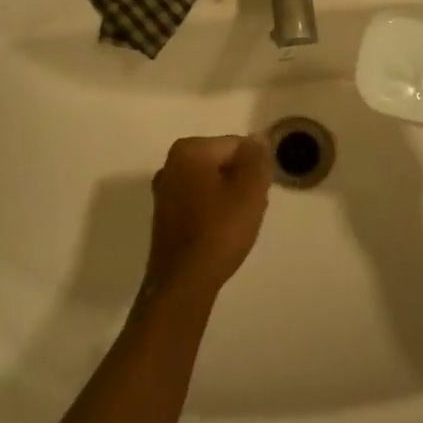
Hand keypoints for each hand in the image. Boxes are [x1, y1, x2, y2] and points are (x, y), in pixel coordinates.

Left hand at [143, 136, 270, 304]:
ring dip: (228, 198)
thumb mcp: (250, 190)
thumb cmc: (219, 231)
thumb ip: (257, 159)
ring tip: (237, 225)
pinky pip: (198, 202)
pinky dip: (212, 212)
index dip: (253, 168)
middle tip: (250, 209)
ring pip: (211, 183)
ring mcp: (164, 191)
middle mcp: (170, 163)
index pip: (236, 145)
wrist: (183, 284)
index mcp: (189, 149)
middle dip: (240, 182)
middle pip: (222, 163)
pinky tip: (220, 234)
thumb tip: (257, 139)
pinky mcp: (164, 216)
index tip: (259, 193)